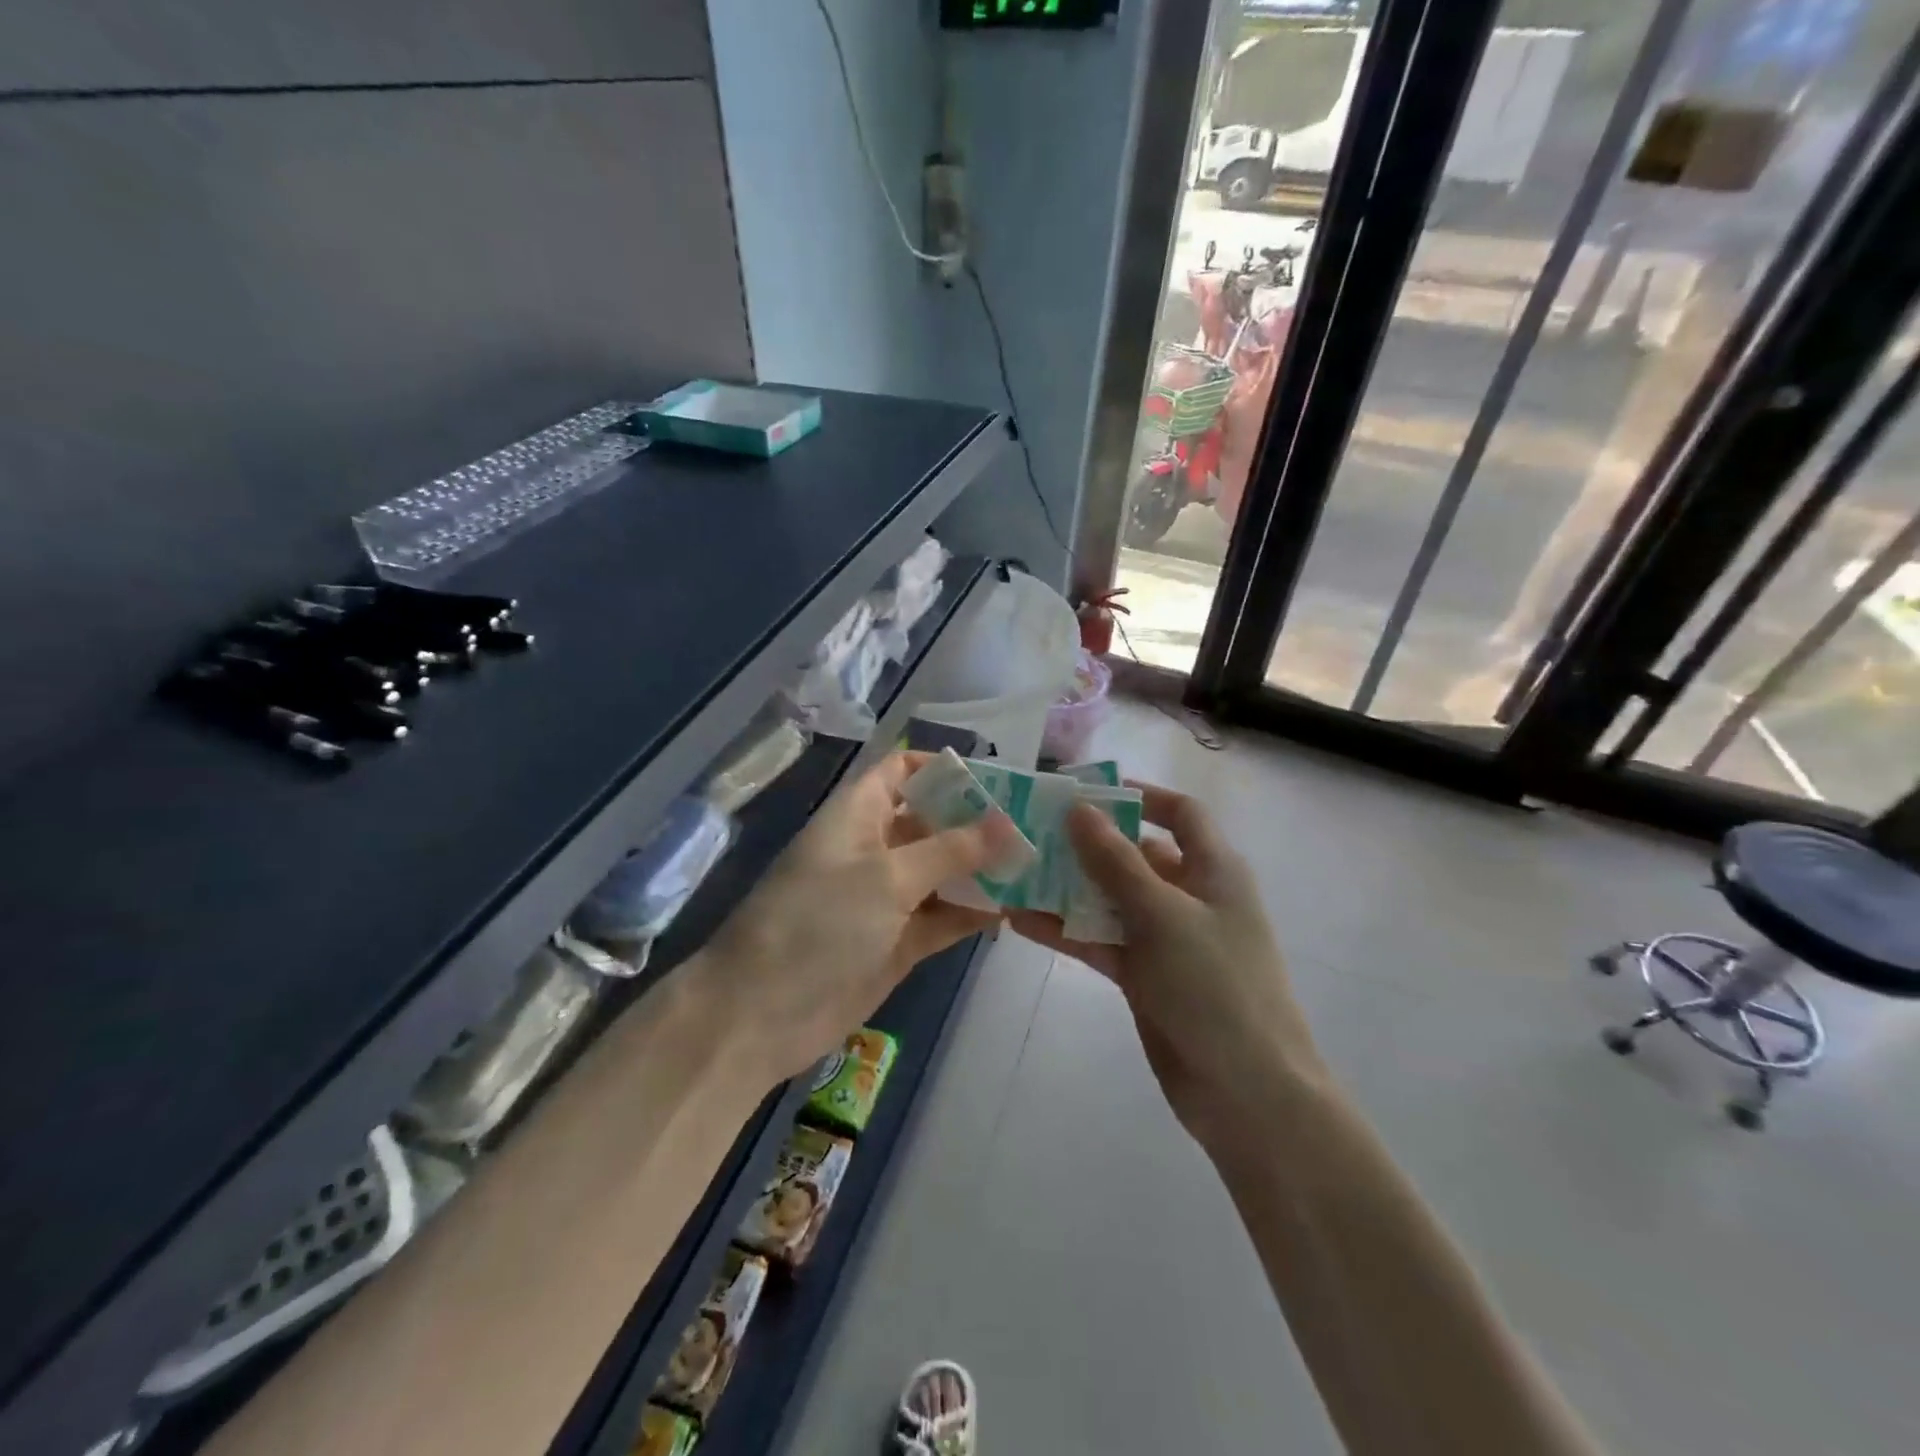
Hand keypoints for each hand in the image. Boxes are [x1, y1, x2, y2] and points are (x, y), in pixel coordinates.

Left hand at [699, 751, 1017, 1084]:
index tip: (998, 779)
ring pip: (942, 873)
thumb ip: (951, 850)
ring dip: (982, 870)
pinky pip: (942, 917)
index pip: (900, 772)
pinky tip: (1014, 909)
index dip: (943, 769)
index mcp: (858, 815)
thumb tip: (1008, 823)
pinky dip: (973, 913)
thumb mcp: (887, 877)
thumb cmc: (819, 922)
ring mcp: (885, 899)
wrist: (760, 1014)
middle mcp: (873, 849)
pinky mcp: (897, 942)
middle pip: (931, 822)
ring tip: (1039, 864)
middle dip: (978, 822)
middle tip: (1036, 824)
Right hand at [1008, 783, 1325, 1143]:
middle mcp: (1190, 896)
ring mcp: (1166, 939)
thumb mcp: (1163, 915)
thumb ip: (1116, 862)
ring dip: (1068, 888)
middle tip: (1032, 830)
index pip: (1181, 813)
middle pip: (1136, 854)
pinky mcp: (1144, 976)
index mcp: (1213, 870)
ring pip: (1111, 899)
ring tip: (1016, 872)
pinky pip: (1101, 940)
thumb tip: (1079, 808)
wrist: (1246, 1093)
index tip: (1086, 792)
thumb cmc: (1216, 987)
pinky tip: (1021, 921)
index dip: (1140, 796)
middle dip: (1088, 843)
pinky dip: (1067, 931)